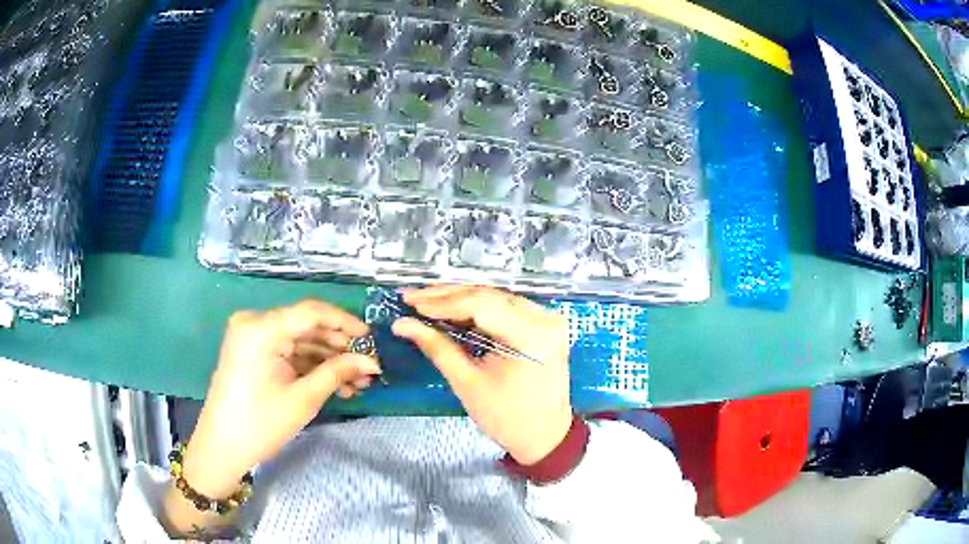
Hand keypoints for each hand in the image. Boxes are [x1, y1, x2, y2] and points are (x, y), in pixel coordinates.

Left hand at [182, 300, 380, 498]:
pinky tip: (335, 384)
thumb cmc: (260, 423)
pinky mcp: (253, 352)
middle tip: (368, 368)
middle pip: (306, 326)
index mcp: (261, 328)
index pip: (311, 312)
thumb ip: (337, 373)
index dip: (345, 322)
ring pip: (300, 341)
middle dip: (339, 348)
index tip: (371, 338)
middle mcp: (254, 323)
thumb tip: (372, 362)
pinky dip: (310, 366)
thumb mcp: (303, 398)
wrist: (223, 446)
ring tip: (357, 382)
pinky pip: (287, 352)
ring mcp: (252, 338)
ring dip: (328, 360)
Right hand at [393, 285, 571, 464]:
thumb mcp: (467, 383)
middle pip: (488, 295)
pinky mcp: (542, 323)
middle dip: (447, 296)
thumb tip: (403, 324)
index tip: (411, 302)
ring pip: (495, 297)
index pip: (481, 305)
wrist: (543, 436)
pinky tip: (451, 309)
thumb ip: (436, 347)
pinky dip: (477, 308)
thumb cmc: (507, 417)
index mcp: (531, 335)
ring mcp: (546, 318)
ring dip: (460, 298)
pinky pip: (504, 307)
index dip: (443, 302)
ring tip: (426, 302)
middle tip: (413, 297)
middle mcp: (544, 318)